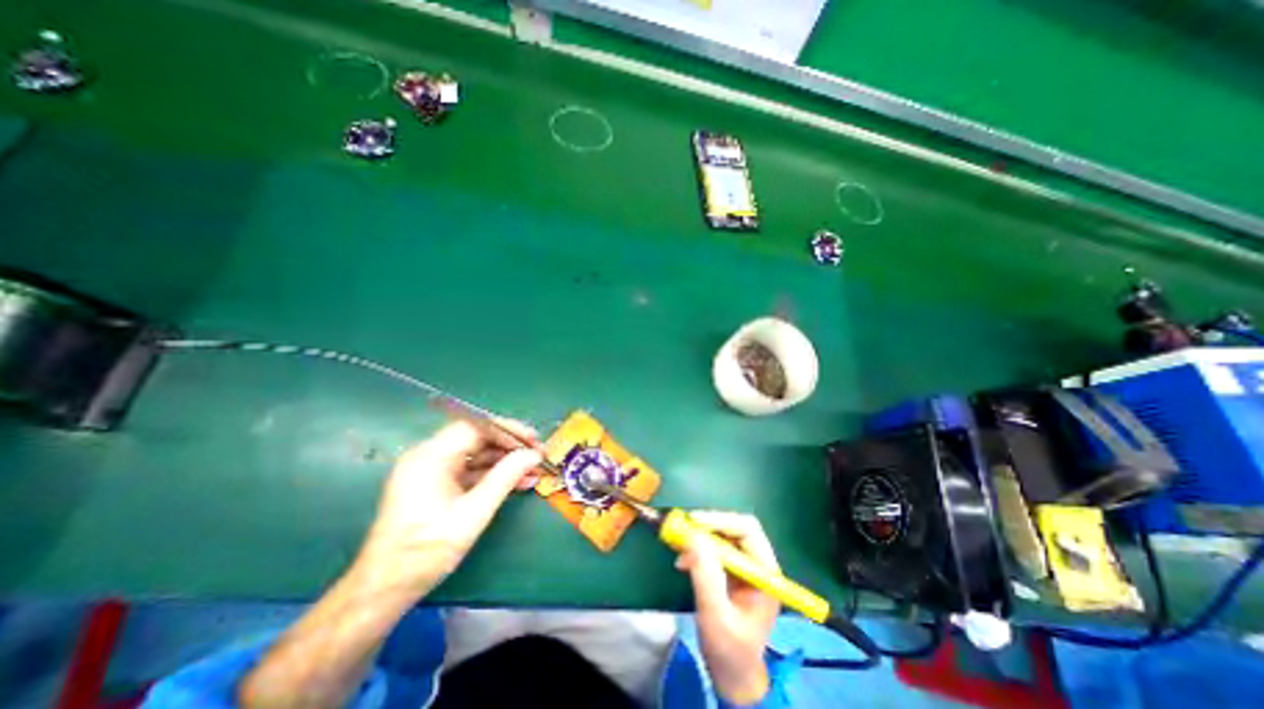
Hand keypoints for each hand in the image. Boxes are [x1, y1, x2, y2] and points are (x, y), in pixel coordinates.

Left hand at [351, 422, 540, 602]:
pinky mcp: (434, 485)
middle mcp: (428, 456)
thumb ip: (505, 478)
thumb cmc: (427, 550)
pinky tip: (517, 483)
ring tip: (533, 471)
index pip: (475, 427)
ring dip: (504, 462)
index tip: (533, 439)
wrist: (384, 589)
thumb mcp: (473, 513)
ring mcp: (430, 470)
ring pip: (475, 455)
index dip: (508, 429)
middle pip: (476, 439)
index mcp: (430, 456)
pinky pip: (469, 471)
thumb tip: (533, 455)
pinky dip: (491, 475)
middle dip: (509, 446)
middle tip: (537, 454)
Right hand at [672, 512, 780, 705]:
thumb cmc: (730, 651)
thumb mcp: (716, 616)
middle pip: (735, 528)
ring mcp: (745, 568)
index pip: (748, 530)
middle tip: (683, 529)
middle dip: (708, 526)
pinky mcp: (732, 572)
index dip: (720, 520)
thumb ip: (707, 577)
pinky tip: (683, 561)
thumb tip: (693, 537)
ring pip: (723, 536)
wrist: (734, 678)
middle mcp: (758, 564)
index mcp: (766, 573)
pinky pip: (715, 549)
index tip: (693, 522)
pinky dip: (698, 549)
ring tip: (678, 545)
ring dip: (700, 537)